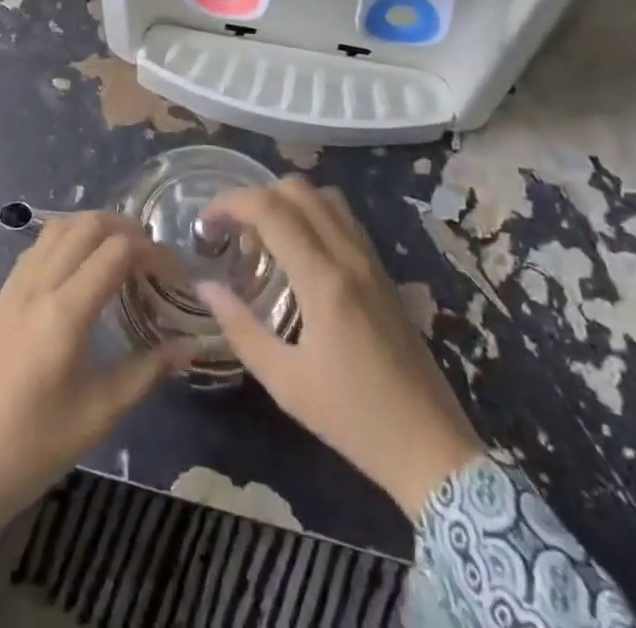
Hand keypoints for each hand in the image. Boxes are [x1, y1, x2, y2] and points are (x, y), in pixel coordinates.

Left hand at [0, 212, 191, 544]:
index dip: (151, 251)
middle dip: (125, 228)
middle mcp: (38, 287)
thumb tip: (189, 346)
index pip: (116, 251)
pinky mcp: (0, 299)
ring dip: (93, 228)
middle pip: (86, 226)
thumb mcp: (101, 413)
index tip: (173, 272)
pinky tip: (79, 268)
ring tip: (119, 252)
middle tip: (151, 254)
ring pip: (57, 229)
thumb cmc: (36, 447)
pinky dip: (66, 240)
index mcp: (65, 312)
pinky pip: (37, 249)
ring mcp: (14, 289)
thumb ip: (148, 371)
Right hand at [197, 179, 483, 519]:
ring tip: (264, 237)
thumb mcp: (286, 383)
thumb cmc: (353, 420)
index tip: (205, 221)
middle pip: (297, 189)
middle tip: (232, 231)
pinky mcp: (382, 270)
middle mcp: (349, 256)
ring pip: (324, 196)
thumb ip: (241, 328)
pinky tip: (298, 249)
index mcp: (323, 281)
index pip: (270, 209)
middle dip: (255, 196)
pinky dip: (312, 213)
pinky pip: (343, 217)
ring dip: (286, 200)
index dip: (230, 202)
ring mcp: (370, 259)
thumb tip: (205, 287)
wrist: (430, 446)